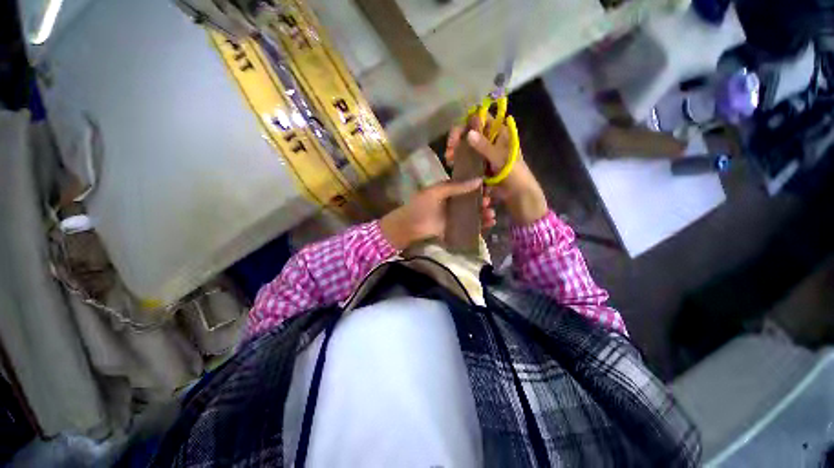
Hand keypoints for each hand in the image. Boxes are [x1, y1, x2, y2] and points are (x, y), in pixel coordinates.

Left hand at [380, 179, 495, 249]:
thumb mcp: (437, 192)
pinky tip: (488, 223)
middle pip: (472, 201)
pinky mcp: (455, 229)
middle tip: (488, 202)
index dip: (478, 187)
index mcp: (449, 191)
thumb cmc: (420, 205)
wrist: (409, 226)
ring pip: (473, 214)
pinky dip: (480, 225)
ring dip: (483, 213)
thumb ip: (456, 186)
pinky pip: (469, 226)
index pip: (467, 187)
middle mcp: (453, 203)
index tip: (488, 187)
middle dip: (482, 202)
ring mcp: (455, 217)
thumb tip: (479, 180)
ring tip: (491, 214)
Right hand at [446, 117, 547, 225]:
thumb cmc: (515, 175)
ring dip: (456, 150)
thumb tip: (469, 134)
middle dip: (458, 138)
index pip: (482, 118)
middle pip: (471, 131)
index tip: (456, 135)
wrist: (518, 195)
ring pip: (467, 145)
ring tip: (449, 160)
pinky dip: (459, 160)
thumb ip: (485, 147)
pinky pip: (468, 159)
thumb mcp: (501, 159)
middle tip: (449, 150)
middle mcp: (491, 140)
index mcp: (500, 133)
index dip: (467, 123)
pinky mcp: (480, 165)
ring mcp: (485, 153)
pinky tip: (452, 166)